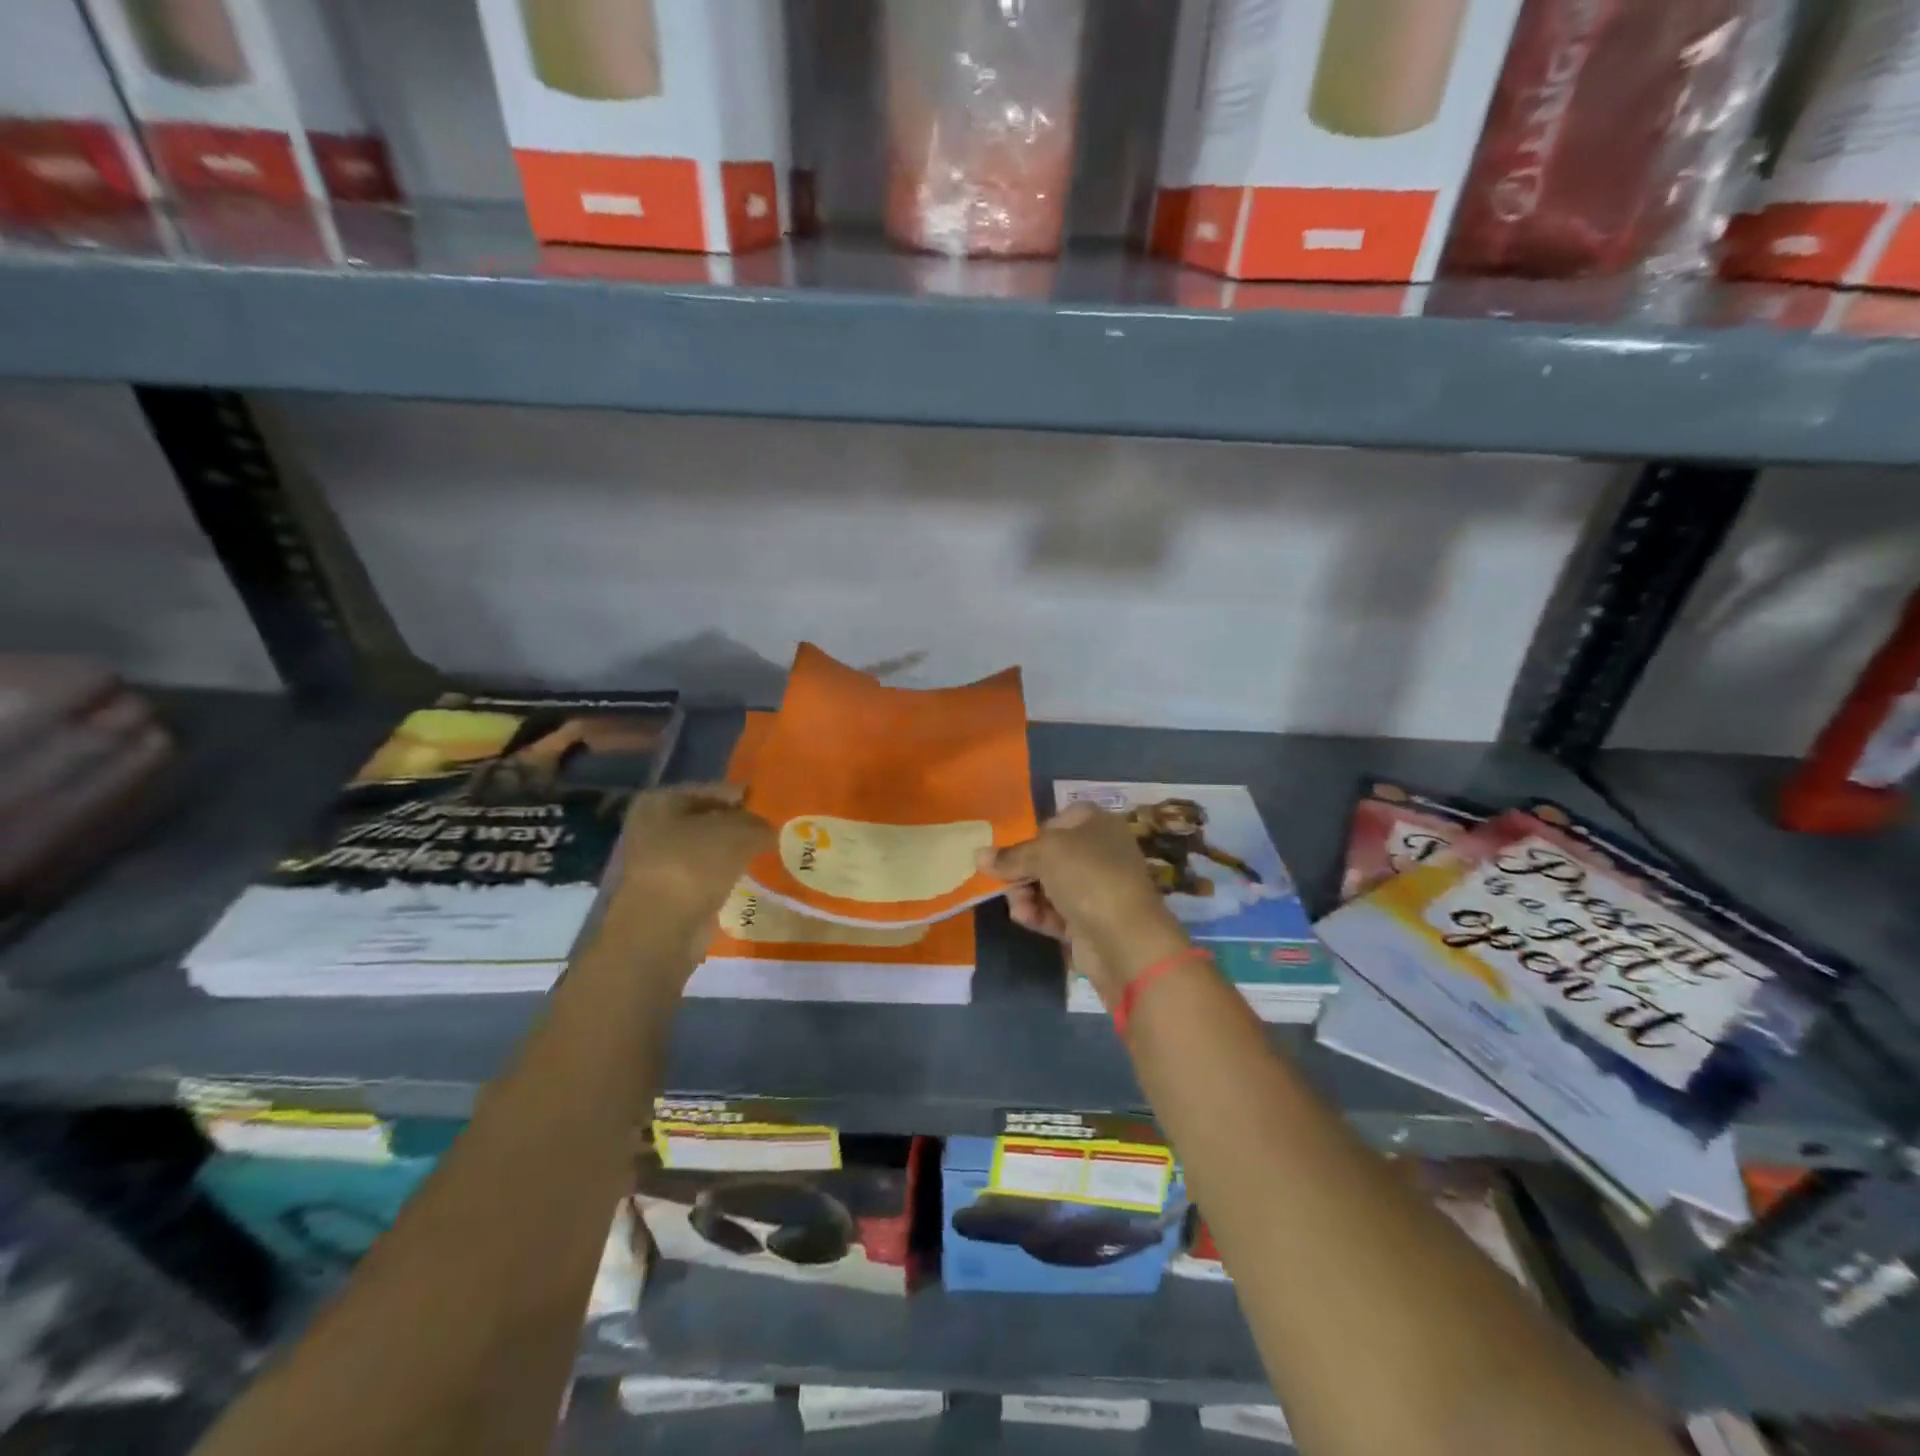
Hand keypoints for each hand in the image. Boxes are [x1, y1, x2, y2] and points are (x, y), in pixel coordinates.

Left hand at [607, 784, 773, 950]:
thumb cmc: (694, 865)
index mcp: (660, 801)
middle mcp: (652, 827)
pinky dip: (725, 877)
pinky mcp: (669, 893)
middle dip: (740, 827)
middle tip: (775, 831)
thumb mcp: (738, 833)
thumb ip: (757, 824)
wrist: (662, 928)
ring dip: (734, 853)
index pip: (713, 790)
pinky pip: (706, 876)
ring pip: (708, 850)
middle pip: (709, 820)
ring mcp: (658, 862)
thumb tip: (768, 830)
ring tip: (768, 854)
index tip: (774, 807)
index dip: (745, 797)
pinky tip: (750, 879)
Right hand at [977, 803, 1192, 1007]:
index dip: (1035, 832)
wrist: (1125, 938)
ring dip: (1027, 894)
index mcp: (1098, 824)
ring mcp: (1097, 889)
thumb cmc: (1088, 877)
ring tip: (1018, 906)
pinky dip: (1039, 914)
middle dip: (1023, 869)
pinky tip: (1026, 918)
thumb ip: (1010, 856)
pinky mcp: (1090, 921)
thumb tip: (978, 855)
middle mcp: (1100, 853)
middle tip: (1004, 881)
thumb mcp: (1044, 854)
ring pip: (1049, 886)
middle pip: (1050, 855)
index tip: (1014, 849)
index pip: (1060, 819)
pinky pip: (1056, 912)